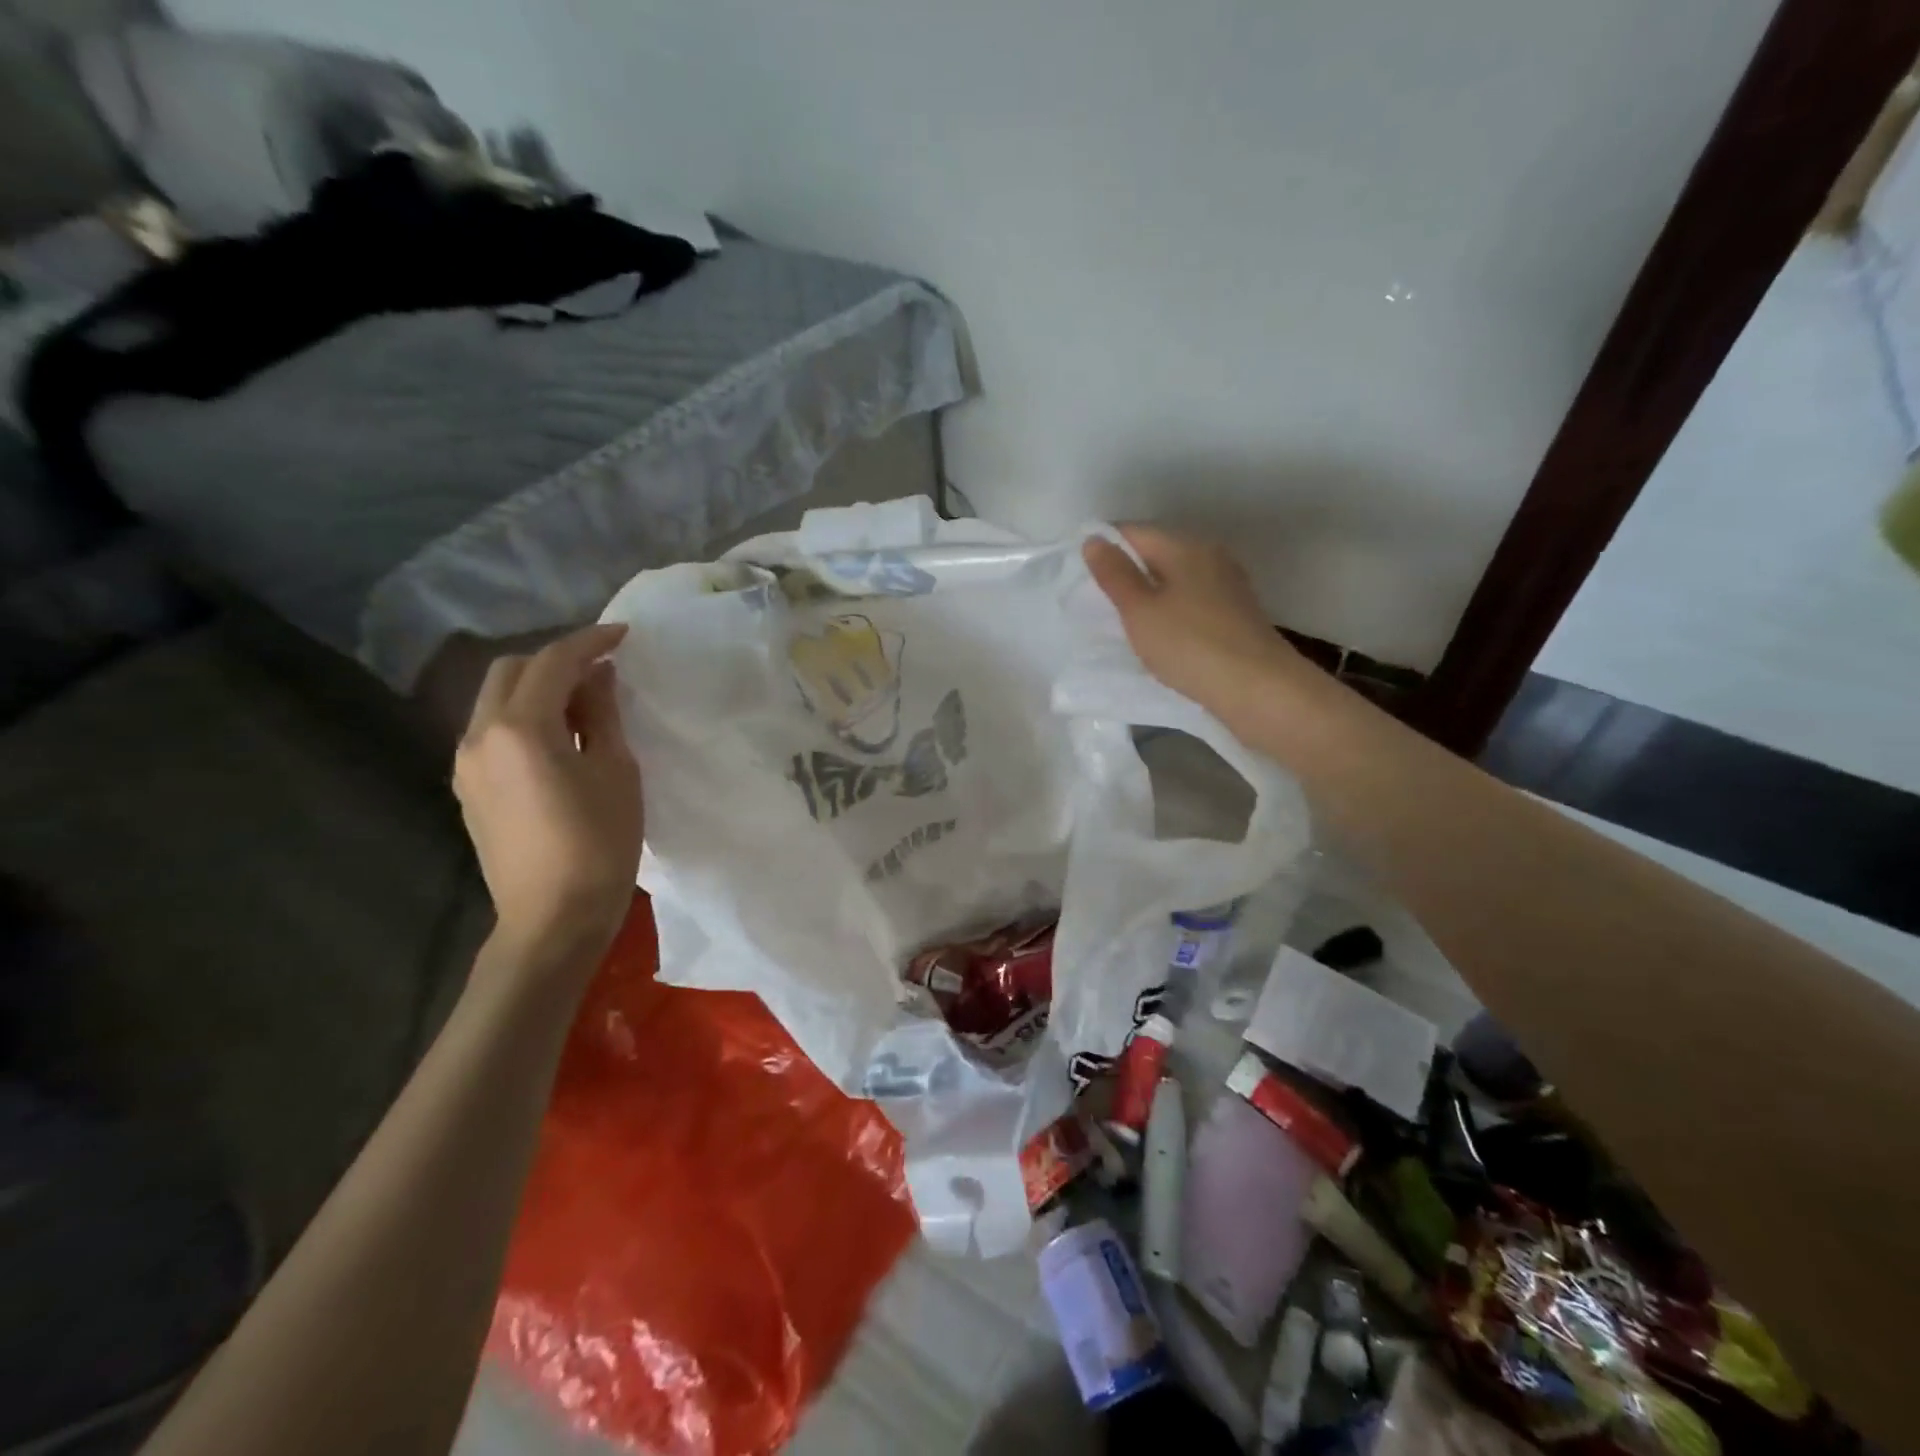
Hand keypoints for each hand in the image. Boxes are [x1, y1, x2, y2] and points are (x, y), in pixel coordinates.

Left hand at [453, 625, 641, 971]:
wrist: (552, 918)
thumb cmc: (599, 844)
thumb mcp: (616, 771)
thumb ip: (602, 715)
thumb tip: (599, 677)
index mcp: (520, 728)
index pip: (553, 662)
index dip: (590, 641)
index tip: (624, 635)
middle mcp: (479, 735)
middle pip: (511, 671)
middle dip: (556, 660)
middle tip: (603, 672)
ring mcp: (466, 763)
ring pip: (496, 699)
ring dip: (538, 688)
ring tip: (584, 705)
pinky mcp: (468, 788)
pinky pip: (492, 730)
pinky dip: (524, 717)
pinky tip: (557, 739)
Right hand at [1083, 525, 1310, 722]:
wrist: (1257, 688)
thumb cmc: (1189, 645)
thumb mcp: (1140, 610)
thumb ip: (1115, 574)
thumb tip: (1094, 540)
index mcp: (1185, 546)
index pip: (1134, 532)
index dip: (1105, 548)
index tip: (1083, 577)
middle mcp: (1210, 555)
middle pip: (1158, 552)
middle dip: (1128, 571)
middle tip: (1100, 602)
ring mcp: (1228, 584)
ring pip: (1177, 578)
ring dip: (1151, 593)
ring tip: (1127, 622)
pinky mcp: (1237, 613)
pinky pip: (1193, 600)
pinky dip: (1172, 610)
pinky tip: (1162, 635)